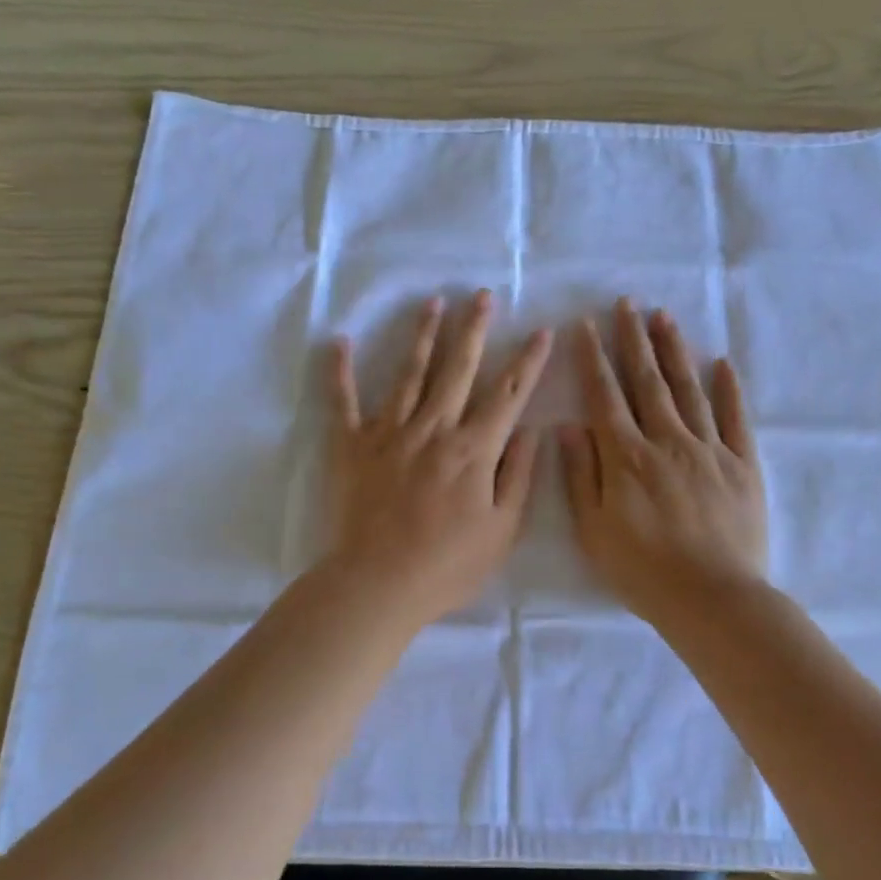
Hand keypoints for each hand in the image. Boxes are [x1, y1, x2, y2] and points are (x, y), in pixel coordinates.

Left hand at [324, 291, 552, 628]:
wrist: (378, 584)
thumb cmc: (447, 565)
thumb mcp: (501, 530)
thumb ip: (519, 475)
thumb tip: (532, 430)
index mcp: (473, 449)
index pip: (508, 395)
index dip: (528, 362)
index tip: (541, 332)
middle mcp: (433, 429)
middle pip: (458, 369)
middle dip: (474, 329)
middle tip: (481, 295)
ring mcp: (389, 433)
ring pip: (409, 374)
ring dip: (423, 336)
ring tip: (433, 303)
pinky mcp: (352, 446)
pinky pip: (344, 402)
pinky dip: (340, 372)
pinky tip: (339, 342)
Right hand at [560, 298, 767, 623]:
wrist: (713, 598)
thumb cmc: (643, 570)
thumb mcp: (593, 530)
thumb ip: (581, 475)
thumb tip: (568, 426)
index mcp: (626, 456)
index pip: (605, 396)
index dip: (594, 359)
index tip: (587, 326)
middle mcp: (667, 440)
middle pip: (647, 381)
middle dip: (633, 339)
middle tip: (626, 303)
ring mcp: (709, 449)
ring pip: (688, 389)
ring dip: (674, 351)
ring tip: (664, 317)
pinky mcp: (743, 465)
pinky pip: (734, 418)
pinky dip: (728, 389)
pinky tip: (721, 363)